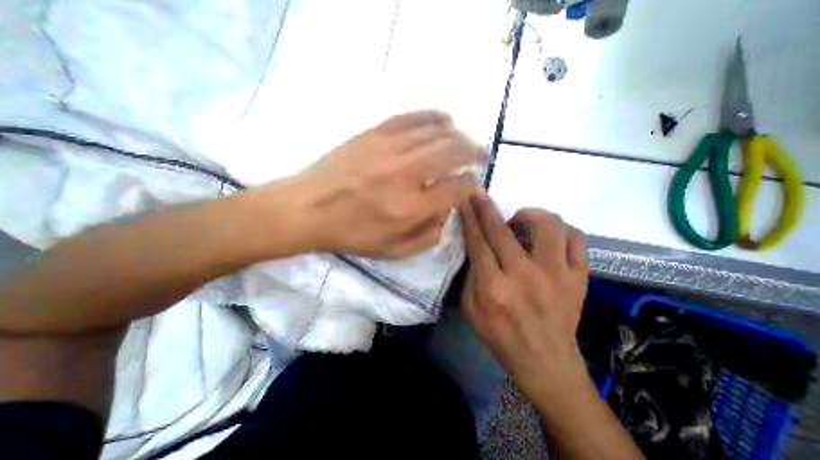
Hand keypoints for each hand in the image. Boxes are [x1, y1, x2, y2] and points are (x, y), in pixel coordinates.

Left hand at [273, 109, 485, 255]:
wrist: (307, 209)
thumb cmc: (351, 235)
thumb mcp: (394, 251)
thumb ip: (429, 235)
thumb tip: (447, 211)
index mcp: (411, 208)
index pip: (458, 188)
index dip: (472, 185)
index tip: (472, 184)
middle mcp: (405, 175)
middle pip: (454, 152)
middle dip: (475, 152)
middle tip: (482, 155)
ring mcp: (388, 149)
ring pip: (437, 131)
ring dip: (459, 135)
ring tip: (465, 141)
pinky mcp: (374, 133)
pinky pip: (412, 117)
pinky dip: (434, 116)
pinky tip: (445, 119)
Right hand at [461, 192, 589, 399]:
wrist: (546, 361)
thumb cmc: (501, 337)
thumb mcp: (471, 310)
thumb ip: (469, 276)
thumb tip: (473, 246)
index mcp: (494, 287)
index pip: (478, 242)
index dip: (470, 218)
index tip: (466, 199)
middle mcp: (525, 276)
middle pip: (503, 230)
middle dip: (487, 207)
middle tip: (480, 195)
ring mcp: (557, 275)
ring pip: (548, 226)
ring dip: (530, 214)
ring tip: (520, 220)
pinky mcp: (579, 278)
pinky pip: (576, 240)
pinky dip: (561, 230)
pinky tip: (549, 236)